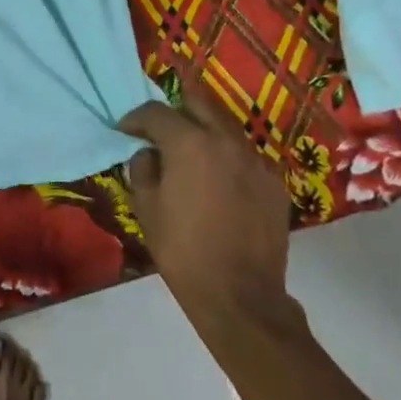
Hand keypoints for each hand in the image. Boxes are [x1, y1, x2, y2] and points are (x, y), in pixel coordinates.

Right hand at [119, 95, 303, 343]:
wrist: (239, 295)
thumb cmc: (182, 250)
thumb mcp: (145, 207)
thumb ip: (143, 168)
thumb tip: (149, 154)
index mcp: (190, 143)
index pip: (156, 111)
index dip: (135, 118)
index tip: (125, 131)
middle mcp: (227, 141)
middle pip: (198, 104)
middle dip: (175, 111)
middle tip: (160, 131)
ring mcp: (257, 160)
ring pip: (225, 128)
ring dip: (204, 133)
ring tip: (190, 157)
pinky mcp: (275, 183)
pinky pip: (245, 156)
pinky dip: (227, 159)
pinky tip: (218, 184)